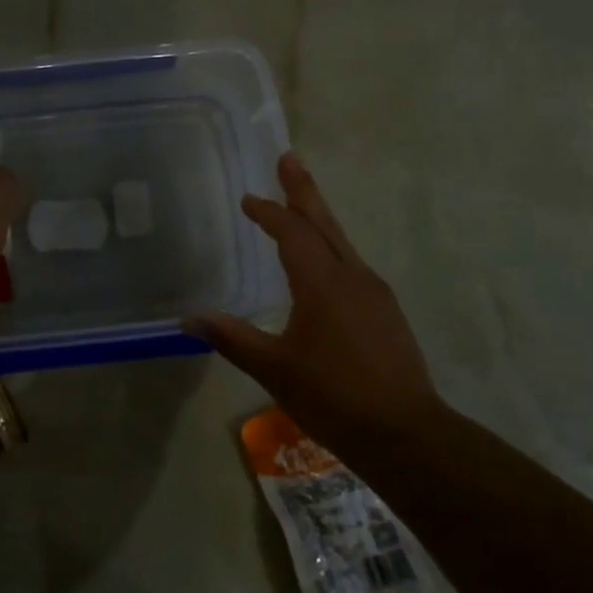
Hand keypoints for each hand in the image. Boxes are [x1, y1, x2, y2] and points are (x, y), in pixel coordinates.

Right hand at [190, 152, 442, 438]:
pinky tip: (324, 265)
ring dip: (319, 219)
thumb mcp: (273, 368)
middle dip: (303, 190)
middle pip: (324, 223)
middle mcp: (353, 277)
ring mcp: (375, 293)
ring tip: (301, 204)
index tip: (247, 199)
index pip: (291, 233)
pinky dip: (331, 249)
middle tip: (289, 158)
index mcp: (323, 283)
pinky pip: (352, 265)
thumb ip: (231, 338)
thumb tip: (187, 319)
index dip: (268, 212)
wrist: (405, 433)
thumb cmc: (333, 396)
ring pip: (342, 243)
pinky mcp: (386, 312)